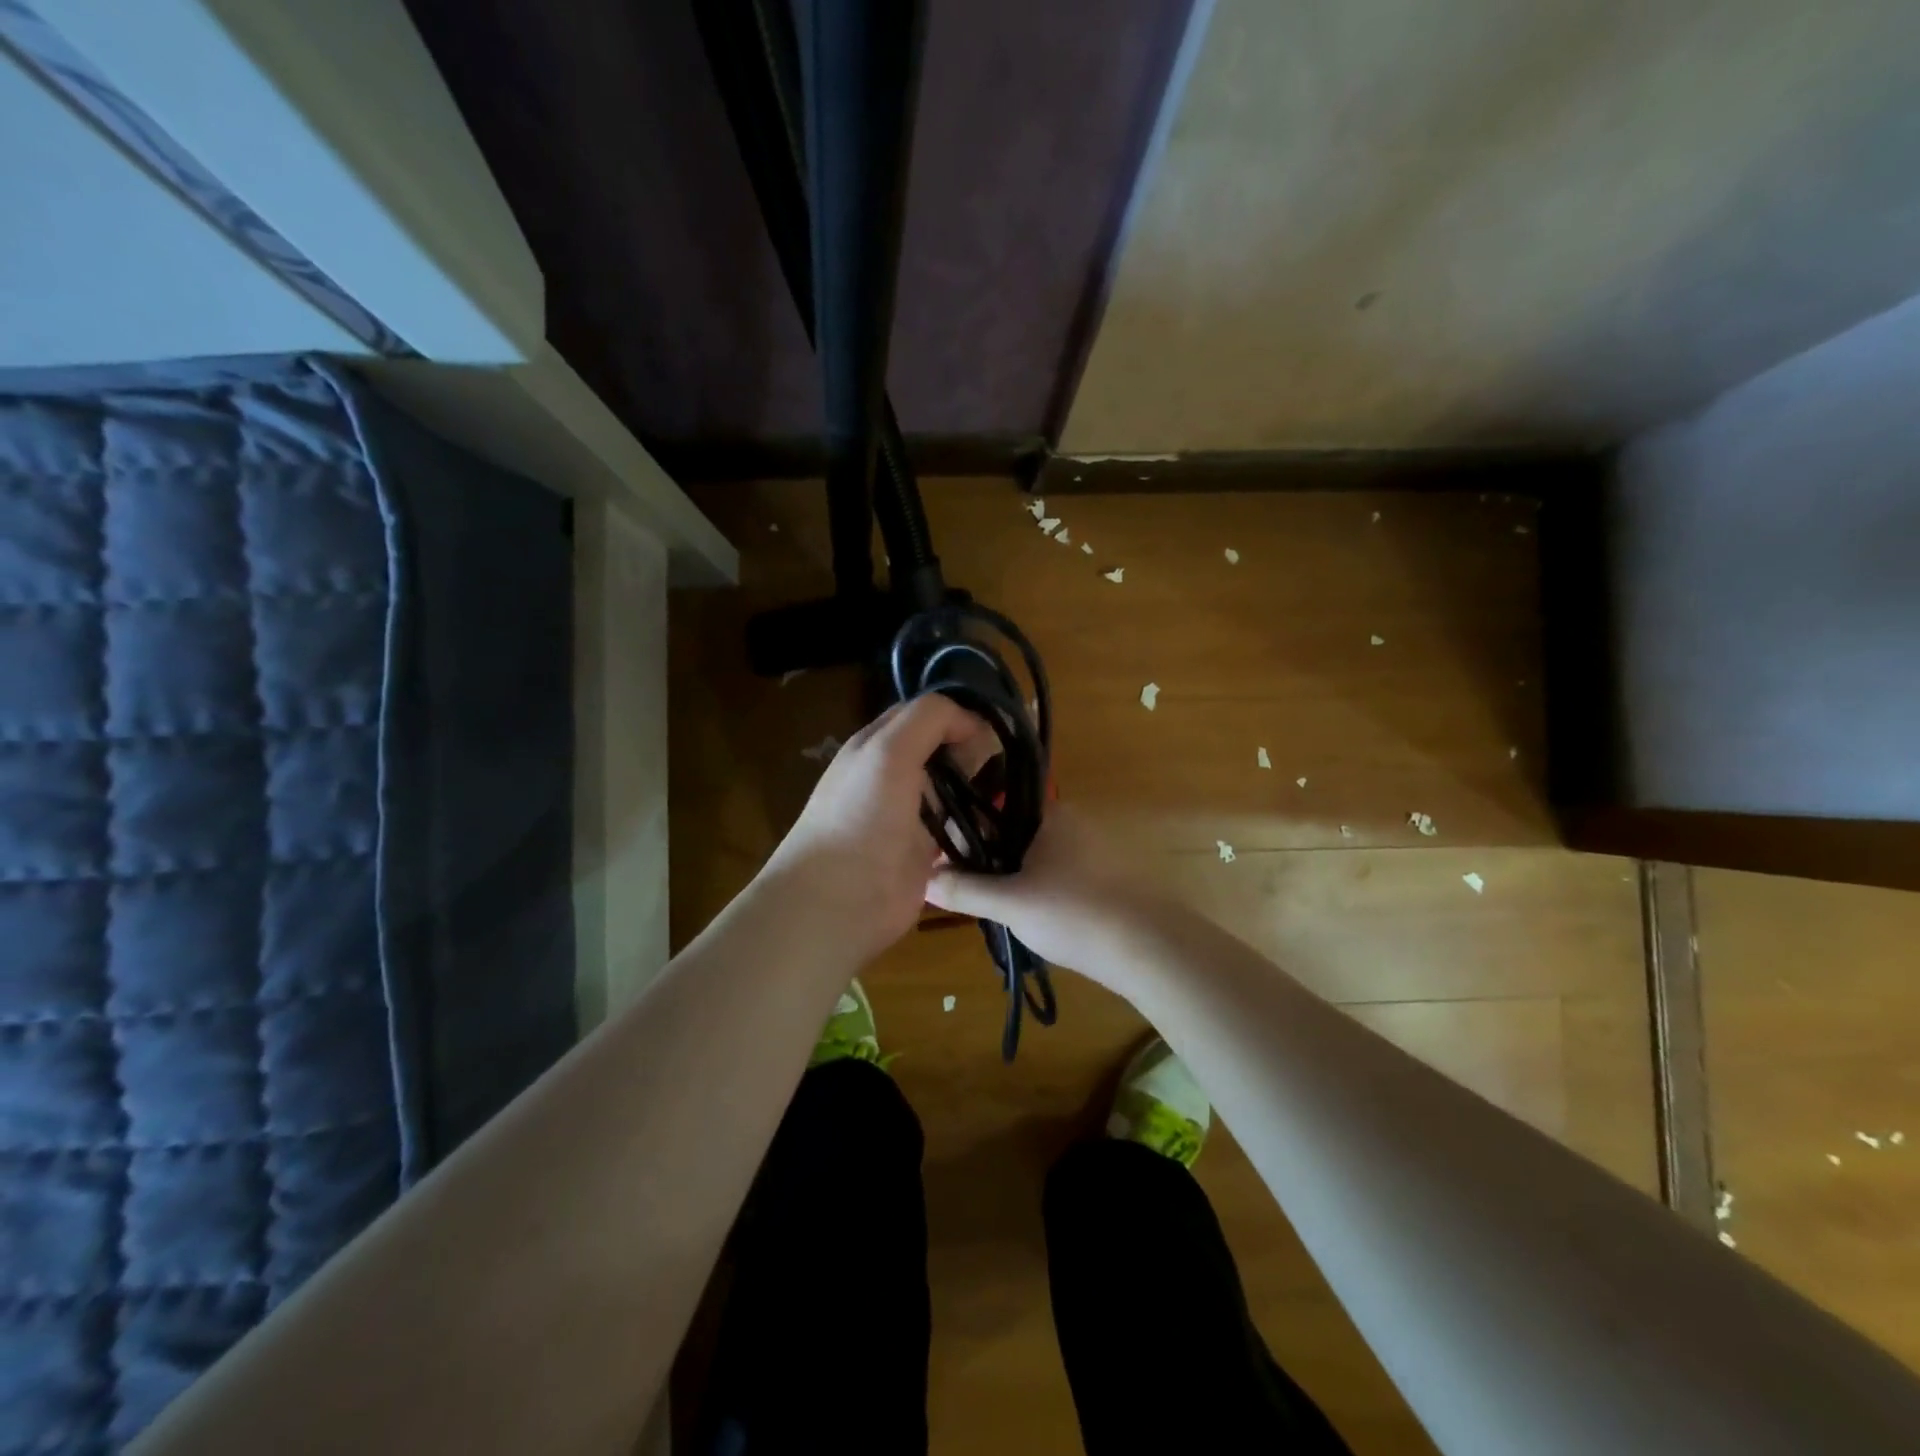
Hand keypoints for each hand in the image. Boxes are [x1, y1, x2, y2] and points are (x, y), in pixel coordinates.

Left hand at [762, 695, 994, 963]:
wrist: (838, 900)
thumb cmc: (861, 815)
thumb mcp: (889, 750)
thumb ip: (930, 719)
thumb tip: (973, 721)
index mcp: (878, 746)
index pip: (926, 715)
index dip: (960, 715)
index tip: (999, 726)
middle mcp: (894, 776)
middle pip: (944, 753)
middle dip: (978, 753)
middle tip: (1015, 761)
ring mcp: (911, 818)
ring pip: (956, 792)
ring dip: (984, 790)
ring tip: (1021, 790)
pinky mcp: (927, 855)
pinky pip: (961, 832)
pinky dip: (982, 827)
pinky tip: (1009, 824)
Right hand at [924, 805, 1151, 980]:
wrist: (1149, 948)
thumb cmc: (1073, 912)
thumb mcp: (1009, 902)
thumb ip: (964, 889)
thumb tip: (922, 879)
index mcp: (1048, 813)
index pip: (993, 807)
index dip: (965, 831)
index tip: (945, 860)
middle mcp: (1072, 822)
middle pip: (1013, 832)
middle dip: (988, 858)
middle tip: (966, 890)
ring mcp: (1093, 849)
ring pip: (1036, 856)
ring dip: (1013, 877)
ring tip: (993, 908)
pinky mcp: (1107, 877)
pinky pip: (1059, 875)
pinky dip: (1040, 890)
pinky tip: (1032, 918)